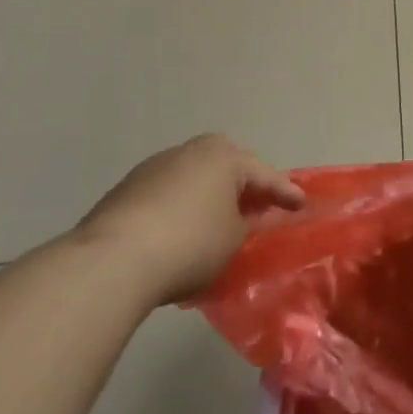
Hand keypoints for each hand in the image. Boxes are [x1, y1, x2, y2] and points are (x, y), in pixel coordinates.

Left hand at [75, 134, 304, 305]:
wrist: (111, 261)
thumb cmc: (190, 245)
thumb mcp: (234, 240)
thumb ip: (247, 224)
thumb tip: (244, 218)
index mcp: (224, 158)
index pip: (265, 175)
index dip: (285, 193)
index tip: (301, 205)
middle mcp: (190, 152)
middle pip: (226, 164)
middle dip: (243, 183)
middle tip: (258, 204)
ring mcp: (153, 168)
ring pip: (194, 177)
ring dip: (209, 194)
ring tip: (218, 220)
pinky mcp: (125, 190)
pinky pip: (168, 193)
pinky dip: (182, 206)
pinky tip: (182, 231)